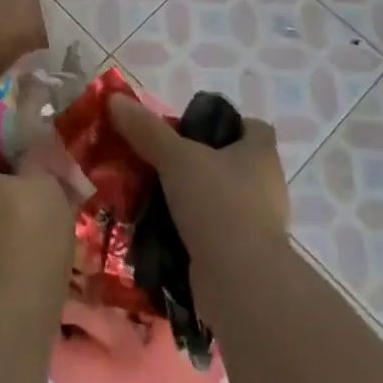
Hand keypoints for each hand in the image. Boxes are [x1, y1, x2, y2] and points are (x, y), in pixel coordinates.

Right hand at [106, 94, 287, 297]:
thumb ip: (146, 130)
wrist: (240, 283)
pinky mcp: (245, 257)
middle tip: (163, 162)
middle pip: (234, 164)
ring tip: (156, 197)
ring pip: (223, 200)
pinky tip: (164, 231)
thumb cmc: (218, 204)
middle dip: (201, 163)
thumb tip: (115, 99)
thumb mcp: (176, 158)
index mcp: (261, 155)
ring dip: (194, 200)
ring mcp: (259, 225)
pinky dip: (194, 232)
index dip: (227, 124)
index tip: (193, 129)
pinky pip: (216, 234)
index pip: (253, 128)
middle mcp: (267, 187)